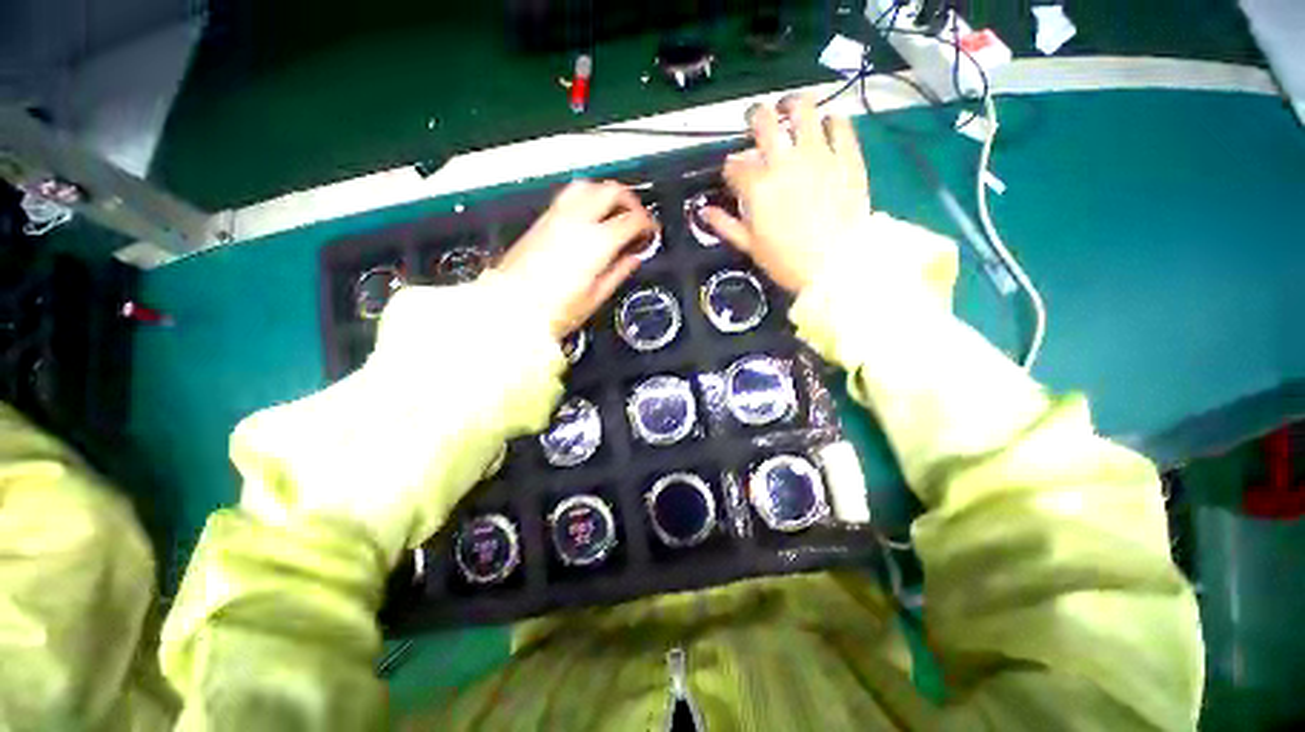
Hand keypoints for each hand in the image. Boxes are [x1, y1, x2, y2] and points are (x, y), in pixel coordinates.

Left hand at [496, 180, 657, 339]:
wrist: (511, 308)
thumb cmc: (553, 310)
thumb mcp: (595, 297)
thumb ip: (618, 272)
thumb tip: (633, 258)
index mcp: (596, 242)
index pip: (632, 219)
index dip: (648, 224)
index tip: (651, 233)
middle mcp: (577, 221)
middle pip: (611, 191)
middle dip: (631, 201)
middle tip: (638, 218)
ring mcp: (556, 217)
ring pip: (588, 186)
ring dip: (607, 193)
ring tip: (614, 211)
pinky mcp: (542, 220)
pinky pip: (569, 195)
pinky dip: (587, 197)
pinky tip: (589, 215)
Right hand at [702, 95, 871, 292]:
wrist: (837, 267)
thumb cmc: (787, 261)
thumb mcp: (750, 246)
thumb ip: (725, 225)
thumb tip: (704, 210)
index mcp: (757, 186)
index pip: (735, 165)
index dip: (731, 169)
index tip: (734, 176)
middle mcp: (784, 161)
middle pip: (763, 121)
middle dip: (754, 119)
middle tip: (757, 124)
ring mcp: (818, 154)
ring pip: (803, 108)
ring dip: (792, 106)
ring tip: (790, 112)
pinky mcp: (847, 156)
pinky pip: (840, 123)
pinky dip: (830, 120)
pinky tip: (825, 127)